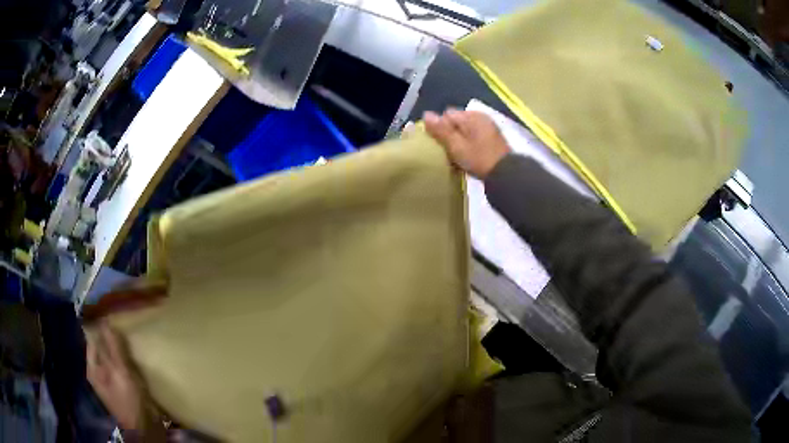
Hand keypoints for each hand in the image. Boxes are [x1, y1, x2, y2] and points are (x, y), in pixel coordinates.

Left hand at [86, 323, 143, 430]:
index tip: (110, 313)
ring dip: (118, 346)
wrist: (145, 427)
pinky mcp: (121, 384)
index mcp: (93, 368)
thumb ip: (113, 348)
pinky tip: (132, 352)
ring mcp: (110, 378)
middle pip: (102, 347)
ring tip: (128, 333)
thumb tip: (105, 321)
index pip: (92, 339)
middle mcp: (98, 371)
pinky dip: (125, 357)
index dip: (99, 326)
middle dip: (110, 336)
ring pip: (112, 355)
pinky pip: (120, 364)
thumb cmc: (129, 401)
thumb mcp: (121, 373)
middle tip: (120, 322)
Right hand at [424, 109, 510, 179]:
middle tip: (450, 152)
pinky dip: (469, 144)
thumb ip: (441, 129)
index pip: (447, 115)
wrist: (506, 174)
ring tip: (459, 157)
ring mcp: (488, 126)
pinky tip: (470, 157)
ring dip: (460, 140)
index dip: (441, 128)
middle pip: (456, 121)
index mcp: (471, 116)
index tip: (442, 145)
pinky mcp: (493, 137)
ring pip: (465, 129)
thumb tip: (426, 114)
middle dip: (450, 134)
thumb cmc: (478, 159)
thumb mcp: (456, 145)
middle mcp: (480, 117)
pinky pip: (474, 136)